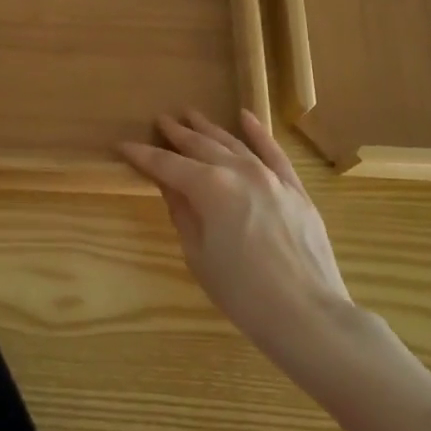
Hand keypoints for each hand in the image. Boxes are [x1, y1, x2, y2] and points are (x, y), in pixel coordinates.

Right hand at [120, 110, 351, 371]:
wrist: (307, 315)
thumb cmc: (242, 293)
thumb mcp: (198, 255)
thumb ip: (182, 212)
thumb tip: (169, 185)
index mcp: (209, 187)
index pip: (166, 165)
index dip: (142, 155)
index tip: (123, 144)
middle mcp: (239, 171)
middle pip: (200, 146)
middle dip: (176, 133)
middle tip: (160, 120)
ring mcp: (270, 176)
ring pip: (233, 143)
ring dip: (209, 128)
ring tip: (190, 115)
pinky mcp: (294, 189)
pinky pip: (273, 152)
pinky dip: (258, 133)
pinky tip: (245, 117)